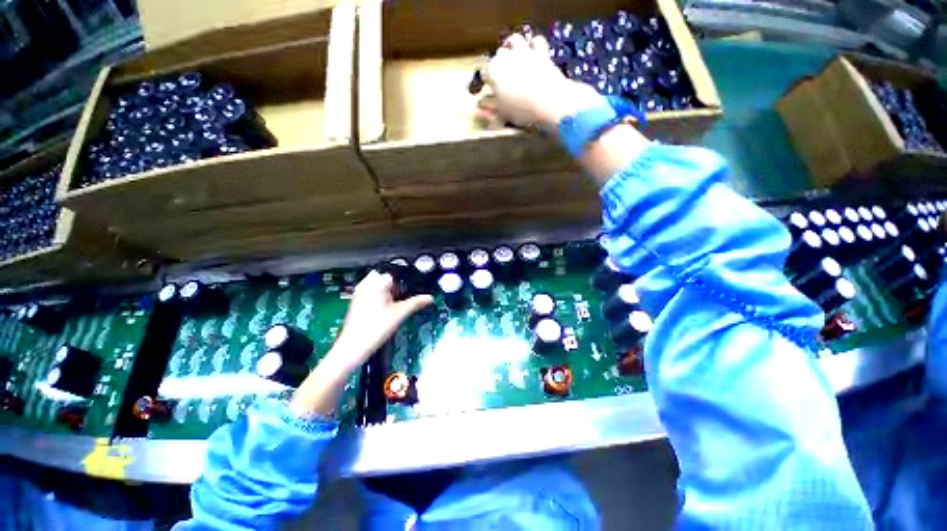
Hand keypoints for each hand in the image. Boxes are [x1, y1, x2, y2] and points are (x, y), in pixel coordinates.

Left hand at [330, 270, 433, 371]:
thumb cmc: (375, 329)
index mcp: (376, 284)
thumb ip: (416, 303)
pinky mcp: (355, 303)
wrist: (353, 346)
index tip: (408, 291)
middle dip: (392, 285)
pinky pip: (368, 292)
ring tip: (391, 304)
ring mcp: (358, 294)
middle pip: (383, 277)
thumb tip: (430, 298)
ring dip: (384, 290)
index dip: (402, 282)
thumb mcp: (400, 314)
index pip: (393, 274)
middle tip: (400, 297)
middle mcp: (365, 285)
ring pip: (374, 284)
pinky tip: (382, 310)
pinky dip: (376, 296)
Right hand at [479, 33, 606, 132]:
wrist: (549, 101)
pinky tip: (532, 51)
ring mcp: (524, 51)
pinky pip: (535, 41)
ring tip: (512, 55)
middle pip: (498, 56)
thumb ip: (490, 109)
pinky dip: (533, 45)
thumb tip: (480, 108)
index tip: (487, 90)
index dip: (485, 82)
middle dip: (498, 64)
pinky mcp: (541, 51)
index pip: (484, 74)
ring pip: (513, 40)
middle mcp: (506, 56)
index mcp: (493, 71)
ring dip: (511, 46)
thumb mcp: (502, 114)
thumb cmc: (521, 110)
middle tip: (501, 76)